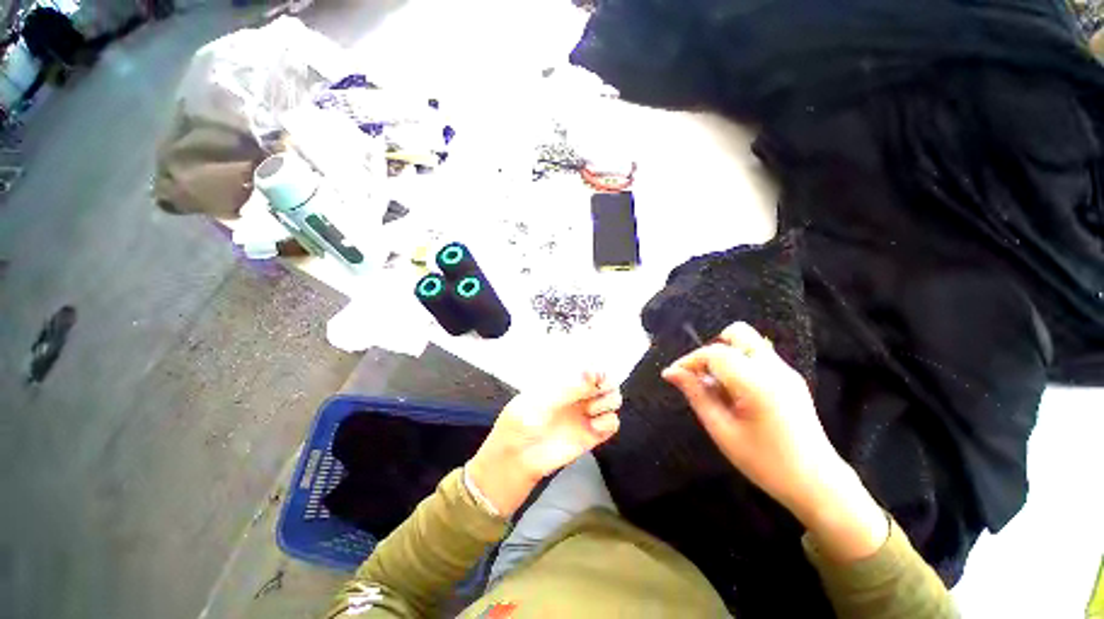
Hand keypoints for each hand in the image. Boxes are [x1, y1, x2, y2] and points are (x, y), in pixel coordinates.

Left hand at [467, 372, 621, 516]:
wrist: (517, 457)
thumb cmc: (522, 421)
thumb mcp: (540, 400)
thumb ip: (567, 388)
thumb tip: (592, 372)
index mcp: (564, 379)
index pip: (589, 366)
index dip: (597, 368)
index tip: (595, 376)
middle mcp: (578, 393)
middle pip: (607, 381)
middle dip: (607, 384)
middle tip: (596, 392)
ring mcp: (586, 413)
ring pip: (613, 399)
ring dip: (608, 401)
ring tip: (590, 410)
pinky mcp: (593, 434)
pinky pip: (612, 423)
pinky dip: (608, 422)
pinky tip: (593, 426)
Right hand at [662, 322, 887, 560]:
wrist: (816, 482)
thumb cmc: (764, 462)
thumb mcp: (721, 430)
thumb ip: (695, 394)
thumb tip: (671, 372)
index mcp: (756, 383)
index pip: (714, 353)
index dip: (689, 360)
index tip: (673, 374)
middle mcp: (774, 369)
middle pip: (737, 334)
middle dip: (712, 350)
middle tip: (702, 376)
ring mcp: (786, 371)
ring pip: (748, 343)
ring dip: (726, 356)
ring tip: (719, 387)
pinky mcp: (791, 378)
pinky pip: (758, 356)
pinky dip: (740, 364)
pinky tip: (737, 393)